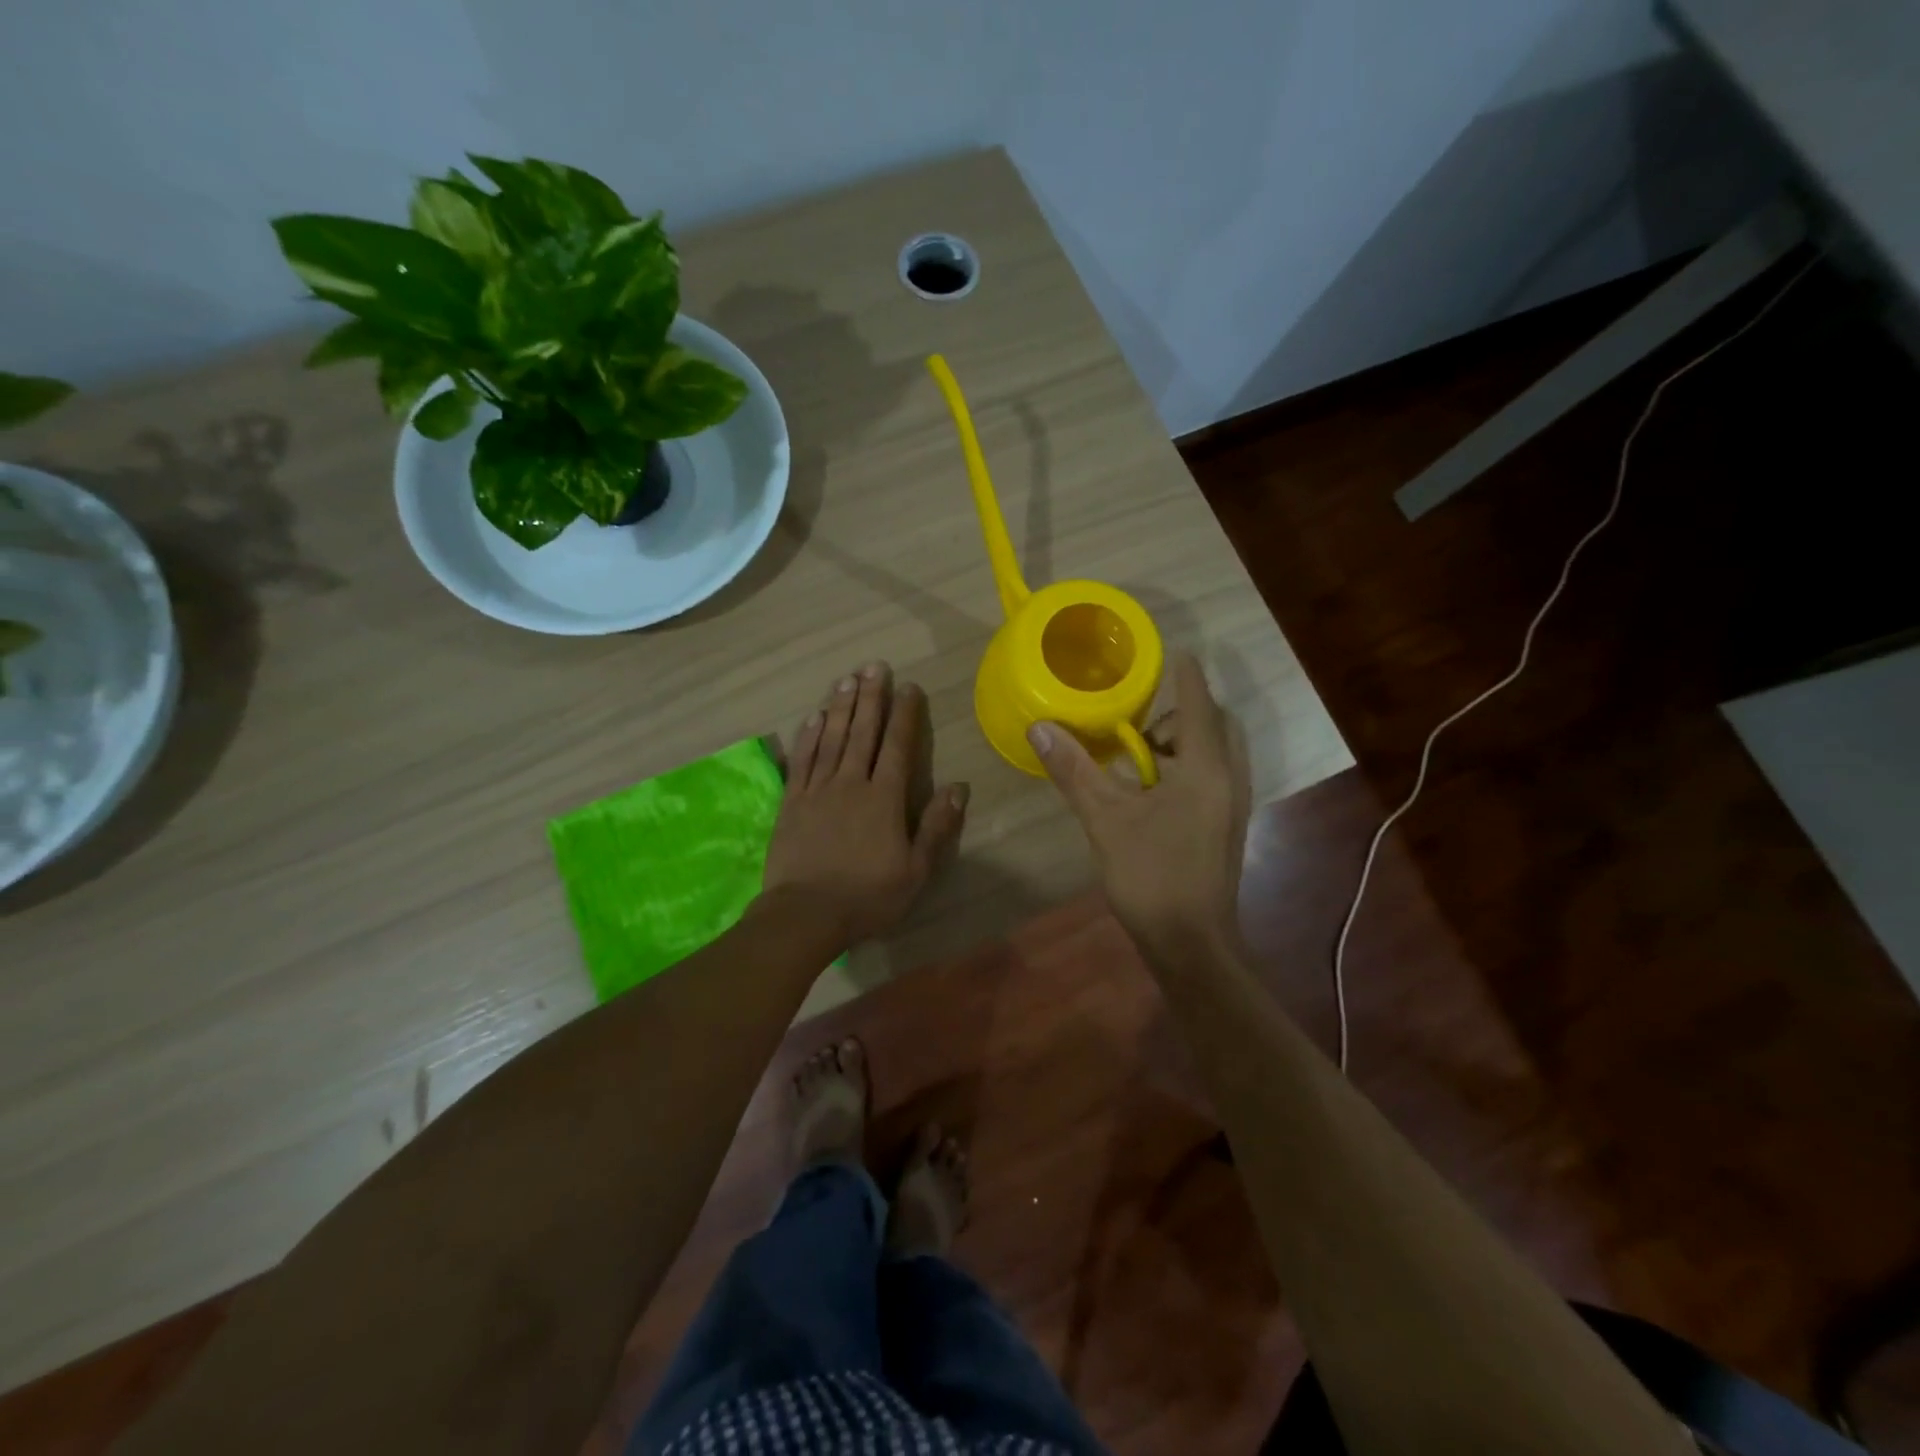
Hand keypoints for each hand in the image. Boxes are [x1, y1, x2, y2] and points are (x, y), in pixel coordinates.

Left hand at [762, 661, 968, 946]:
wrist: (806, 914)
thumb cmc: (868, 896)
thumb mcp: (916, 870)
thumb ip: (936, 826)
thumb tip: (959, 787)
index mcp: (884, 798)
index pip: (897, 746)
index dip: (904, 715)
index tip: (908, 687)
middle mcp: (851, 783)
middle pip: (863, 732)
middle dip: (871, 697)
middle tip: (874, 666)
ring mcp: (818, 790)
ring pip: (831, 739)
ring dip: (840, 707)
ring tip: (847, 679)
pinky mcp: (792, 802)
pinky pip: (802, 760)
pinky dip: (809, 736)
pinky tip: (814, 716)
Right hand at [1028, 652, 1250, 951]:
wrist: (1190, 942)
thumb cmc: (1151, 875)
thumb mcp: (1105, 819)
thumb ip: (1074, 770)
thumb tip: (1040, 728)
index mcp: (1205, 769)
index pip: (1198, 704)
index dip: (1186, 676)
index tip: (1175, 652)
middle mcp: (1228, 779)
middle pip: (1214, 725)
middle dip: (1181, 715)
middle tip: (1139, 726)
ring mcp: (1232, 805)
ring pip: (1215, 753)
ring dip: (1183, 743)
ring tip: (1140, 757)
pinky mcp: (1226, 825)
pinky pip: (1212, 776)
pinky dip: (1187, 767)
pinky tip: (1153, 790)